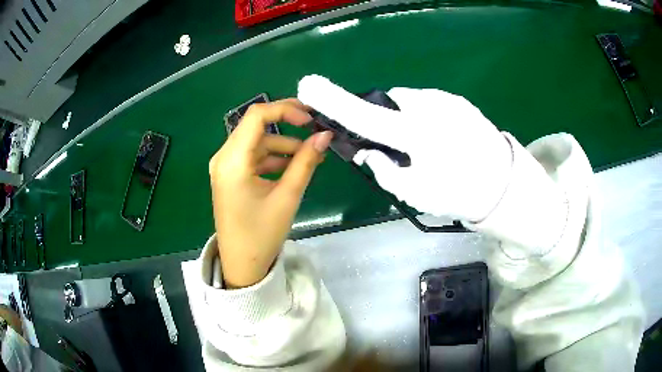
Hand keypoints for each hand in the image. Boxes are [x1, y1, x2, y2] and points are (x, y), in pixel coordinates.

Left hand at [209, 99, 332, 288]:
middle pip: (256, 126)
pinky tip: (292, 168)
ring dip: (282, 145)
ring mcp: (225, 167)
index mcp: (233, 160)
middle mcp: (224, 157)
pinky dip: (272, 158)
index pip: (257, 116)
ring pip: (256, 142)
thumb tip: (325, 136)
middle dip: (287, 125)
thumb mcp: (287, 196)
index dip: (285, 108)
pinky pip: (252, 157)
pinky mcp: (230, 176)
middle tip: (315, 131)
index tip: (310, 118)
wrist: (242, 265)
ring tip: (310, 157)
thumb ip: (306, 162)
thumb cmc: (262, 234)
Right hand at [298, 75, 512, 221]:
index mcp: (416, 134)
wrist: (505, 185)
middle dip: (384, 120)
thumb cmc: (459, 194)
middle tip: (399, 146)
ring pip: (409, 102)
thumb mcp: (415, 193)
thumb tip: (369, 152)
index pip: (364, 115)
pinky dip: (425, 116)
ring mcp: (447, 100)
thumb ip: (385, 171)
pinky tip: (443, 138)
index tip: (309, 85)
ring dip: (406, 119)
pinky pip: (429, 103)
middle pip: (388, 103)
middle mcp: (429, 107)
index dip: (333, 102)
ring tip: (428, 145)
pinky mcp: (459, 100)